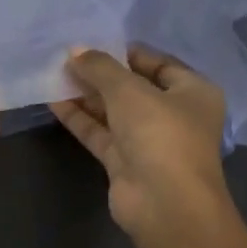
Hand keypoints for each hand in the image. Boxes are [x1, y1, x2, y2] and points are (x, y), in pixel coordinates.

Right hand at [48, 46, 232, 243]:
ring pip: (113, 111)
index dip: (126, 52)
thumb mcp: (129, 90)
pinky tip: (54, 101)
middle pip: (133, 87)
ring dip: (86, 95)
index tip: (93, 43)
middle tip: (67, 58)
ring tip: (54, 74)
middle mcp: (174, 115)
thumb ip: (100, 67)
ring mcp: (149, 141)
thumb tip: (75, 50)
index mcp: (192, 92)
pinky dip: (80, 118)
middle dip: (101, 74)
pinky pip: (100, 133)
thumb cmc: (160, 134)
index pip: (158, 63)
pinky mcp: (125, 162)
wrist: (165, 204)